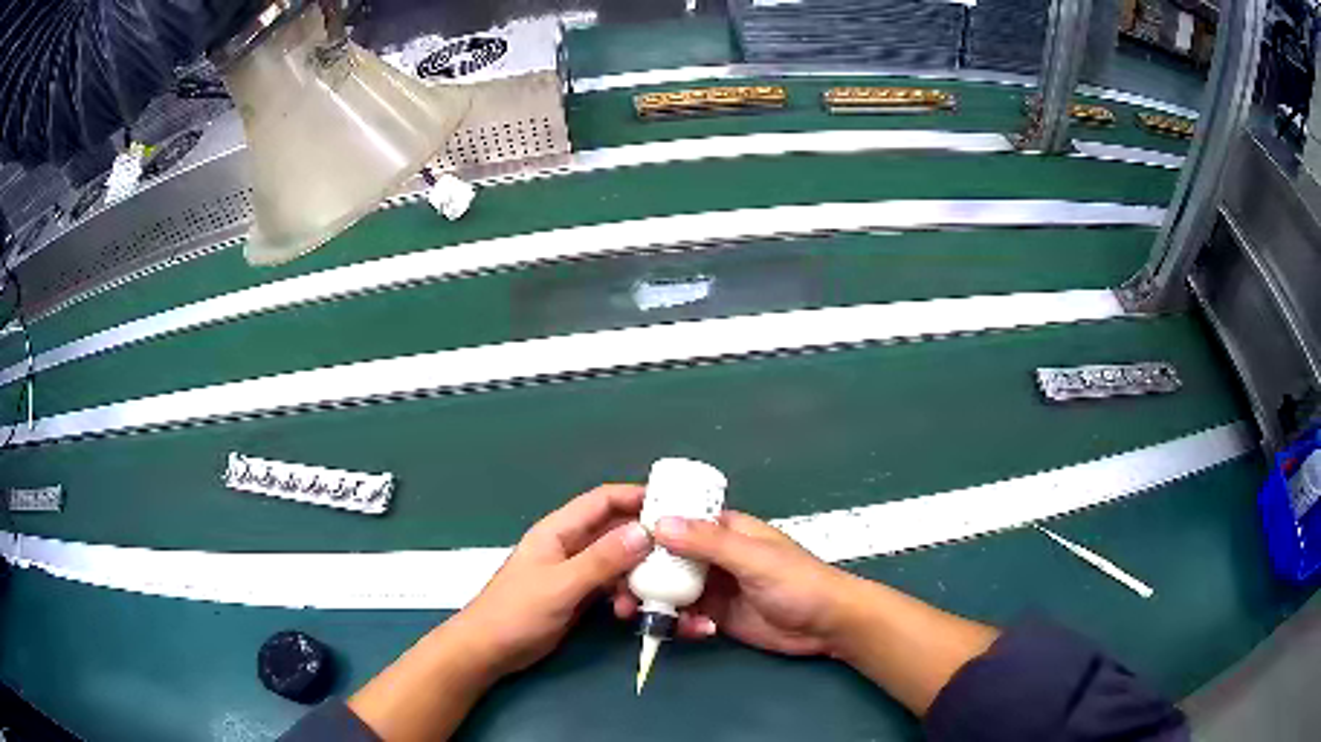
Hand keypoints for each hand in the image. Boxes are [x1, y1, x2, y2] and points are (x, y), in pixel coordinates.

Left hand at [349, 485, 652, 741]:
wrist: (488, 651)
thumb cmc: (516, 612)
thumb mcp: (561, 586)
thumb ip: (601, 560)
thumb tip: (645, 531)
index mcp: (559, 531)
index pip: (603, 501)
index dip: (636, 497)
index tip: (673, 505)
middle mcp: (570, 546)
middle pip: (615, 531)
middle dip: (646, 540)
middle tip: (680, 552)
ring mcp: (575, 572)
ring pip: (617, 562)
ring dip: (637, 574)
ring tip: (655, 591)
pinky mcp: (578, 596)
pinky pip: (611, 586)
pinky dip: (625, 594)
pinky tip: (631, 611)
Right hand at [613, 510, 856, 655]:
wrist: (828, 625)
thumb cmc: (798, 582)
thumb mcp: (754, 559)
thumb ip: (709, 543)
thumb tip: (658, 523)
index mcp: (725, 531)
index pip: (677, 521)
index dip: (646, 530)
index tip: (615, 545)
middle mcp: (714, 556)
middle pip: (666, 559)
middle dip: (642, 574)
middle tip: (620, 593)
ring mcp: (715, 586)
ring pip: (671, 589)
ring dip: (655, 601)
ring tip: (640, 616)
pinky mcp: (717, 614)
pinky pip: (687, 615)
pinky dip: (683, 623)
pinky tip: (698, 630)